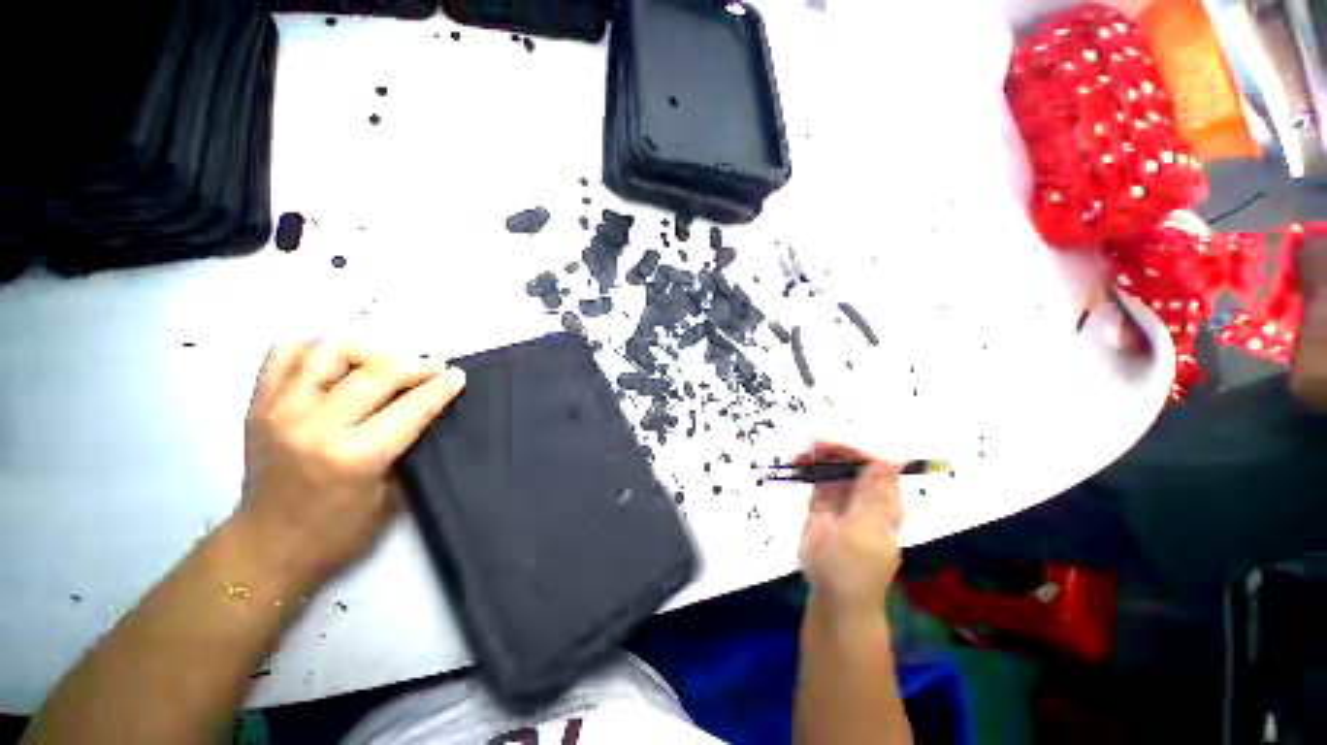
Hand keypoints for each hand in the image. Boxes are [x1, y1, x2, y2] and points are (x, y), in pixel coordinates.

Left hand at [234, 342, 465, 591]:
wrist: (266, 547)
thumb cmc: (337, 532)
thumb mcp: (390, 496)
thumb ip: (408, 448)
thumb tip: (428, 410)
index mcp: (353, 456)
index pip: (410, 407)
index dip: (440, 388)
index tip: (457, 375)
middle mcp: (315, 426)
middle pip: (376, 373)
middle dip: (414, 364)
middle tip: (432, 367)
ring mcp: (280, 410)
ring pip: (329, 351)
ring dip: (367, 351)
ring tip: (383, 363)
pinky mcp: (258, 405)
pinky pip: (285, 354)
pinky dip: (315, 351)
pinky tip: (335, 365)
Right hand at [796, 442, 903, 617]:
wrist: (833, 595)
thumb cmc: (854, 568)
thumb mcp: (866, 530)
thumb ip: (874, 494)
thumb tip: (891, 457)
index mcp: (885, 499)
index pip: (875, 460)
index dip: (853, 447)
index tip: (828, 444)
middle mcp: (866, 493)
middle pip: (853, 458)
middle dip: (832, 448)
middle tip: (809, 448)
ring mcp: (843, 496)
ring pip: (833, 464)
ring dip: (817, 456)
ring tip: (799, 457)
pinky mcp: (823, 502)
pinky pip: (817, 477)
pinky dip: (807, 467)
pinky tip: (796, 465)